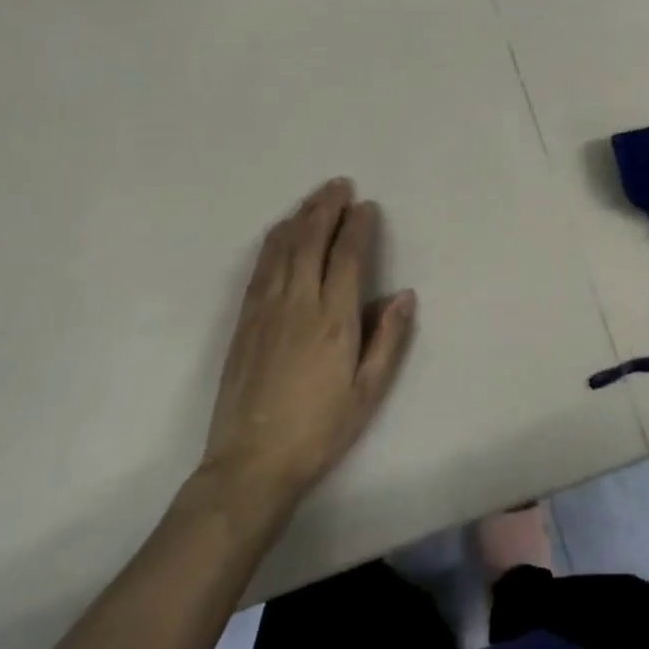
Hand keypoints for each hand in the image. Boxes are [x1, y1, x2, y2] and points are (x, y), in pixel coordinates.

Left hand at [196, 178, 415, 515]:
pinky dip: (274, 241)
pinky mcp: (244, 320)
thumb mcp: (368, 392)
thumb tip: (404, 294)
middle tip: (340, 185)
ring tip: (315, 197)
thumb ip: (388, 339)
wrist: (251, 463)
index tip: (367, 206)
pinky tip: (280, 231)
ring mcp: (266, 309)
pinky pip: (261, 267)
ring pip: (283, 247)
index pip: (347, 256)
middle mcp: (298, 303)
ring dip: (301, 216)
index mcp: (334, 319)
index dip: (358, 226)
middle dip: (327, 208)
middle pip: (312, 240)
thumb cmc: (319, 429)